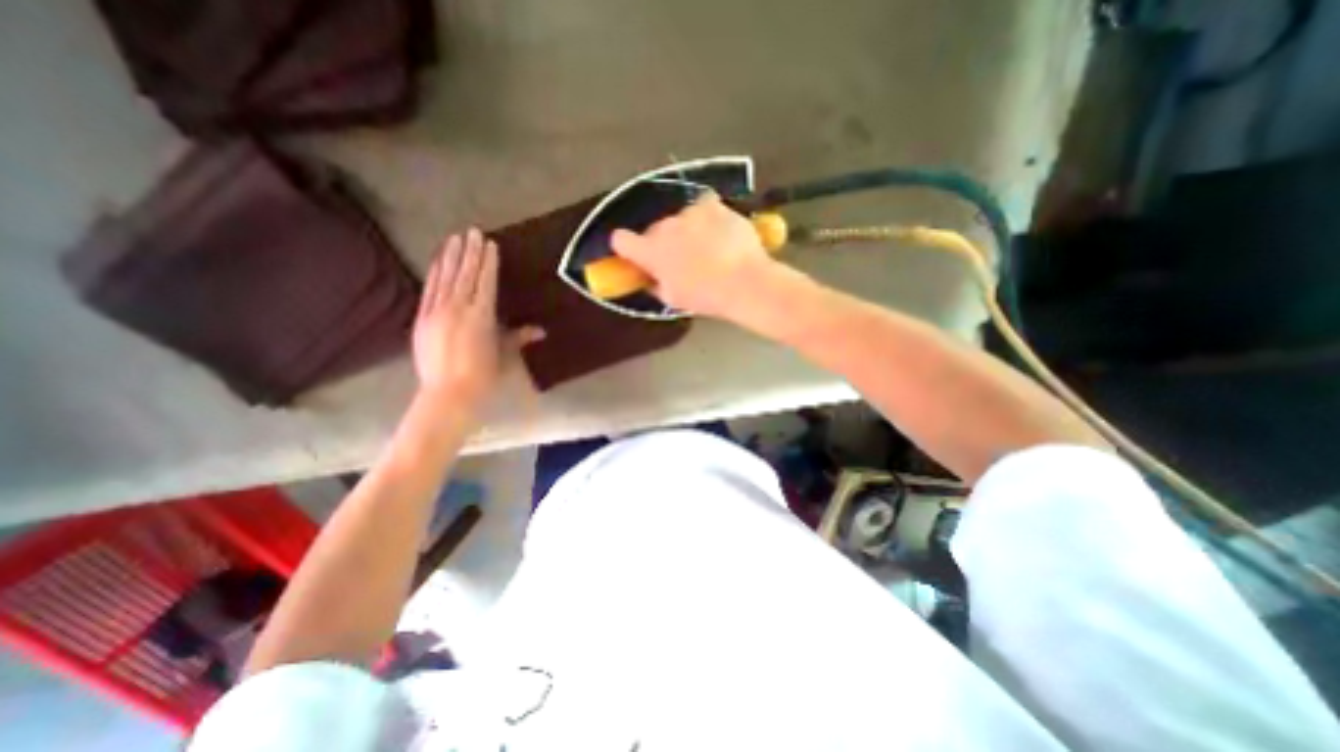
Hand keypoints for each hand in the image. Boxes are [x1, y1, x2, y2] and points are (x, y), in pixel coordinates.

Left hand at [418, 228, 546, 416]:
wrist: (448, 395)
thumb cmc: (483, 376)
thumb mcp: (505, 355)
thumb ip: (518, 337)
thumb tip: (541, 330)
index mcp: (481, 315)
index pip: (485, 281)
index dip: (488, 261)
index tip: (489, 243)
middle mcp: (457, 308)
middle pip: (465, 274)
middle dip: (470, 252)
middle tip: (471, 231)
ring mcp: (436, 312)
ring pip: (445, 278)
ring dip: (451, 257)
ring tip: (454, 239)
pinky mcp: (421, 319)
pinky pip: (429, 290)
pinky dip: (434, 273)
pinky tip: (437, 262)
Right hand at [611, 191, 781, 315]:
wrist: (743, 282)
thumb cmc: (705, 297)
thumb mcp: (673, 299)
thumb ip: (656, 284)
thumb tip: (652, 277)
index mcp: (650, 251)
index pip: (620, 240)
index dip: (626, 247)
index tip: (636, 254)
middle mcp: (664, 227)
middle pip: (655, 230)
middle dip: (664, 242)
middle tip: (682, 259)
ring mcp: (688, 212)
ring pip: (680, 219)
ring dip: (687, 230)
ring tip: (708, 247)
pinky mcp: (712, 204)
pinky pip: (703, 206)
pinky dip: (708, 217)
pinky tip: (720, 231)